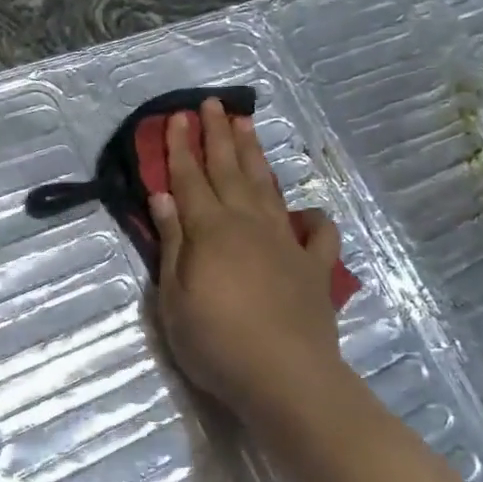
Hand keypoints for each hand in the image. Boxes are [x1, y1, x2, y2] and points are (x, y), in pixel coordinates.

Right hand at [149, 99, 357, 441]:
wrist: (284, 377)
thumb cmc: (216, 342)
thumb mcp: (174, 297)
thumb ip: (173, 243)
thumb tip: (164, 197)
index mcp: (210, 230)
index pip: (189, 178)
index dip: (181, 147)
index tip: (177, 117)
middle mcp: (248, 224)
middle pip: (229, 170)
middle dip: (218, 135)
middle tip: (212, 104)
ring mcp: (286, 243)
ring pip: (267, 188)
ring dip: (255, 156)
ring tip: (247, 126)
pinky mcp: (314, 268)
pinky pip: (318, 235)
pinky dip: (314, 219)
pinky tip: (307, 213)